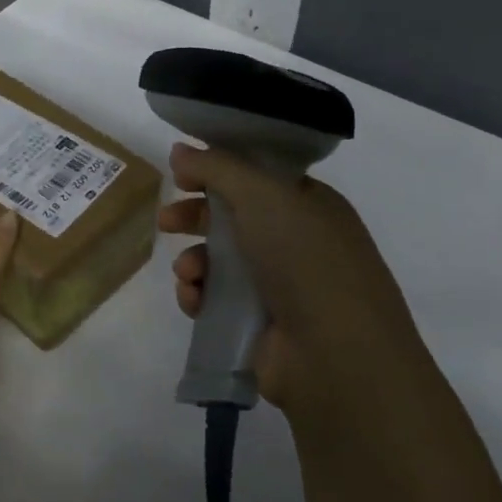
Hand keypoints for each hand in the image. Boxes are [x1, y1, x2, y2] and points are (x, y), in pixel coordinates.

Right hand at [158, 143, 426, 425]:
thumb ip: (217, 167)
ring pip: (217, 261)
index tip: (181, 172)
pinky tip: (194, 299)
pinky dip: (198, 295)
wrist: (335, 353)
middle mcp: (293, 241)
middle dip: (194, 217)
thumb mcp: (264, 196)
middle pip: (231, 218)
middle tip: (166, 220)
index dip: (217, 170)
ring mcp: (275, 285)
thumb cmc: (306, 260)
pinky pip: (214, 299)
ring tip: (189, 273)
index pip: (256, 177)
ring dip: (193, 261)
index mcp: (307, 205)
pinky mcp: (254, 323)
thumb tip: (180, 148)